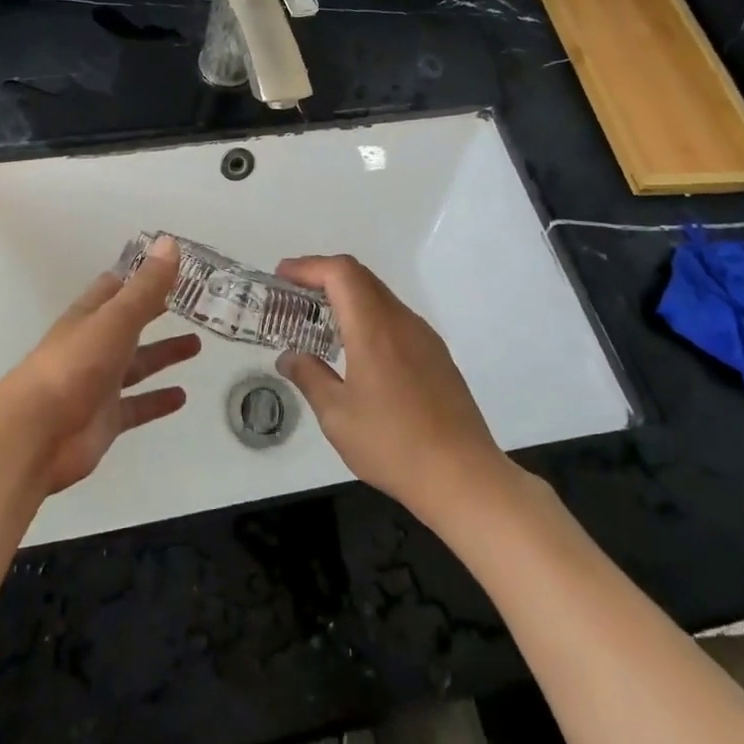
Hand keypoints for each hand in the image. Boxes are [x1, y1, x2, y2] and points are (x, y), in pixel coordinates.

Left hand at [0, 236, 199, 496]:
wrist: (37, 434)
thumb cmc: (75, 366)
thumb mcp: (116, 319)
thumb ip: (146, 287)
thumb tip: (170, 242)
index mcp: (90, 316)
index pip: (116, 287)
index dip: (142, 276)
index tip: (173, 266)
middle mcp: (94, 346)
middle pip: (130, 324)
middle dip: (157, 312)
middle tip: (194, 304)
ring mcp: (99, 384)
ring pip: (137, 364)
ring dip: (163, 354)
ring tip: (197, 345)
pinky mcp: (105, 419)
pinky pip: (137, 406)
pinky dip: (157, 400)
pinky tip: (182, 396)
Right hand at [274, 255, 505, 519]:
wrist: (463, 477)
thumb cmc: (392, 444)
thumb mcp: (337, 415)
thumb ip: (309, 377)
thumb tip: (289, 357)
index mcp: (374, 328)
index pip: (341, 273)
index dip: (308, 266)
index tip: (281, 276)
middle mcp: (402, 322)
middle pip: (361, 277)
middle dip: (323, 276)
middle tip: (292, 294)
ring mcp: (424, 337)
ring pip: (380, 296)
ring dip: (347, 296)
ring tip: (318, 320)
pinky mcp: (436, 356)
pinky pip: (395, 319)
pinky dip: (367, 316)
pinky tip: (354, 348)